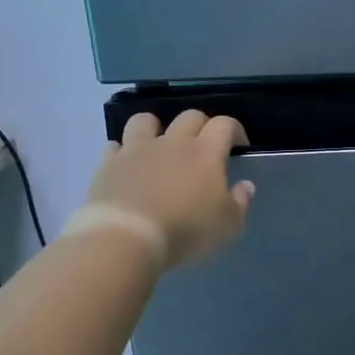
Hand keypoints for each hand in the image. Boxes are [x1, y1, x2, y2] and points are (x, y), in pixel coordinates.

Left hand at [71, 110, 254, 270]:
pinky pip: (114, 147)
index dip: (235, 130)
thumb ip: (240, 202)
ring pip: (145, 121)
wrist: (126, 237)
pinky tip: (127, 165)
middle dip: (201, 125)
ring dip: (156, 127)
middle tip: (204, 146)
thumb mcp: (228, 225)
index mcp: (205, 152)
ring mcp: (137, 150)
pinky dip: (122, 152)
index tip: (239, 145)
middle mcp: (172, 142)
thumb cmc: (185, 230)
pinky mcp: (108, 164)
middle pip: (190, 116)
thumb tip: (245, 185)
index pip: (225, 124)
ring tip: (159, 144)